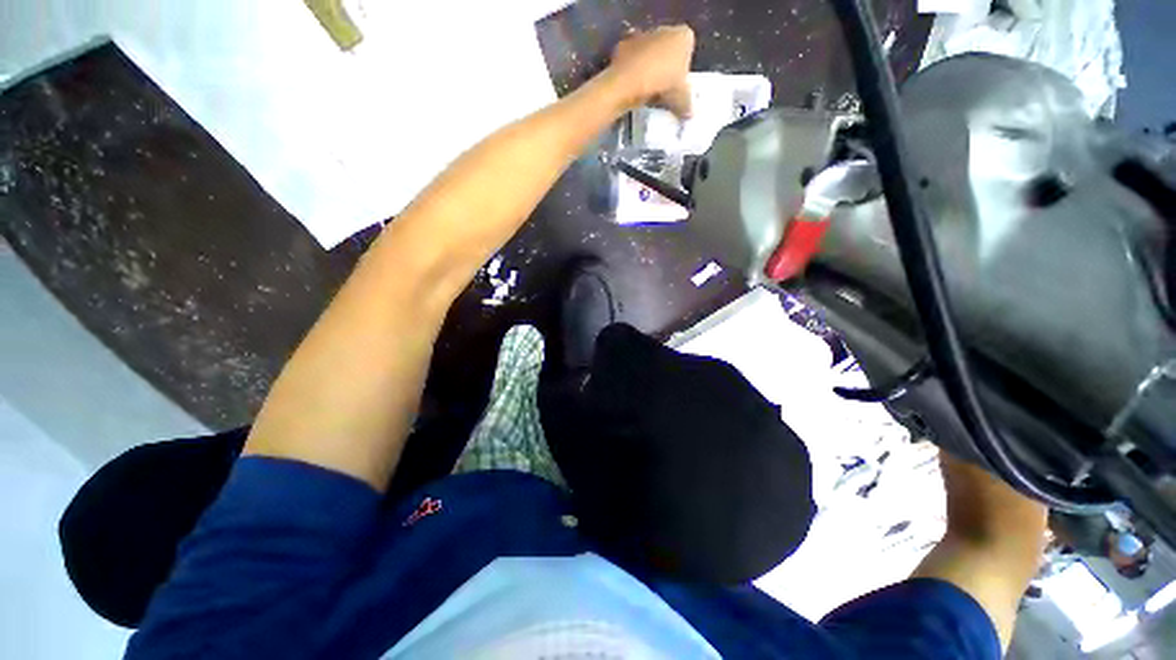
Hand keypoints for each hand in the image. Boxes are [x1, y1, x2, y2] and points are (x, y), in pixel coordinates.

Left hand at [607, 25, 694, 116]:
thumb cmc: (662, 84)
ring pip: (649, 53)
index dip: (684, 68)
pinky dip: (633, 71)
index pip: (688, 49)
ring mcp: (641, 35)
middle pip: (667, 49)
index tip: (678, 84)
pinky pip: (632, 60)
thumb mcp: (680, 98)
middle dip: (665, 66)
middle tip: (663, 90)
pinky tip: (633, 88)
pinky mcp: (622, 46)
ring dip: (648, 68)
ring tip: (647, 92)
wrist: (628, 81)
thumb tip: (689, 115)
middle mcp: (663, 29)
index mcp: (683, 35)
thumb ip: (686, 104)